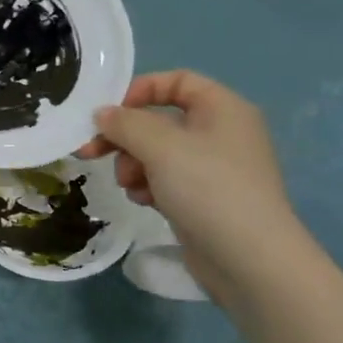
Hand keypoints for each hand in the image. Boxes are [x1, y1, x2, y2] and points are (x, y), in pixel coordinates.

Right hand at [78, 70, 309, 306]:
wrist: (251, 262)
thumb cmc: (208, 189)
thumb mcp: (160, 146)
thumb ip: (125, 123)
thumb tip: (102, 114)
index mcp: (222, 108)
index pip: (176, 81)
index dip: (140, 90)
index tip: (110, 112)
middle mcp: (221, 133)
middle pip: (160, 119)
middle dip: (125, 136)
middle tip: (92, 151)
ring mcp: (214, 169)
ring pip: (157, 152)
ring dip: (133, 164)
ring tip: (128, 184)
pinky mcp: (205, 199)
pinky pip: (166, 179)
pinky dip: (148, 185)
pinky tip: (142, 201)